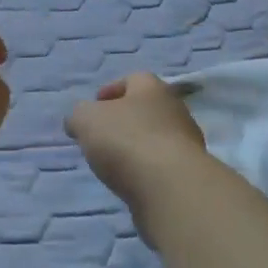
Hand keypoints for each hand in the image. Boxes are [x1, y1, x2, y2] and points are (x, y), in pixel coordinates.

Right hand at [66, 73, 208, 234]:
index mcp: (152, 88)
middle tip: (101, 136)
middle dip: (124, 120)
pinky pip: (162, 165)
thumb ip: (78, 115)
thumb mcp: (86, 119)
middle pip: (146, 109)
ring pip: (156, 138)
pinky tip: (132, 182)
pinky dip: (146, 170)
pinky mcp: (189, 174)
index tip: (94, 106)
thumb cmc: (126, 140)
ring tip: (113, 163)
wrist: (170, 187)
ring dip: (136, 147)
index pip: (132, 79)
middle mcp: (175, 109)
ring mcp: (187, 143)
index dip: (111, 90)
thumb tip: (78, 121)